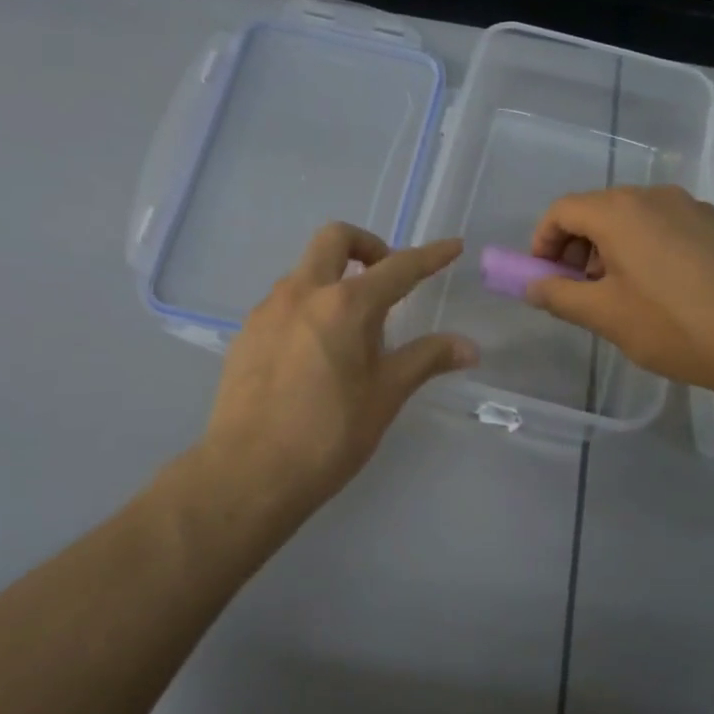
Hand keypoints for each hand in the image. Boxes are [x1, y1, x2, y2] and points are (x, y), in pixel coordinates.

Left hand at [198, 223, 475, 525]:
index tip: (452, 246)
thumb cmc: (329, 435)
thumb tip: (469, 347)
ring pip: (304, 271)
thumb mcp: (386, 396)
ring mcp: (267, 311)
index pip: (398, 268)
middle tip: (386, 278)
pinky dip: (307, 307)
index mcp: (345, 304)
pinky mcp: (245, 335)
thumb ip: (426, 360)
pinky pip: (282, 303)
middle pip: (334, 239)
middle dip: (367, 245)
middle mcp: (302, 293)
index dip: (430, 256)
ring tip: (351, 330)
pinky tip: (314, 353)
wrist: (249, 473)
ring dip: (333, 279)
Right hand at [525, 185, 713, 395]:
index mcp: (619, 211)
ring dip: (608, 250)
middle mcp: (653, 196)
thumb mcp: (604, 316)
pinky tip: (656, 291)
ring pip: (630, 219)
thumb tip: (532, 286)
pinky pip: (661, 227)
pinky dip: (641, 249)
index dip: (542, 242)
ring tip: (617, 296)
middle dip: (576, 249)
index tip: (542, 278)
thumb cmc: (673, 325)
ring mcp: (689, 207)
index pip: (562, 211)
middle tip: (578, 293)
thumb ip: (558, 296)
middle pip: (596, 210)